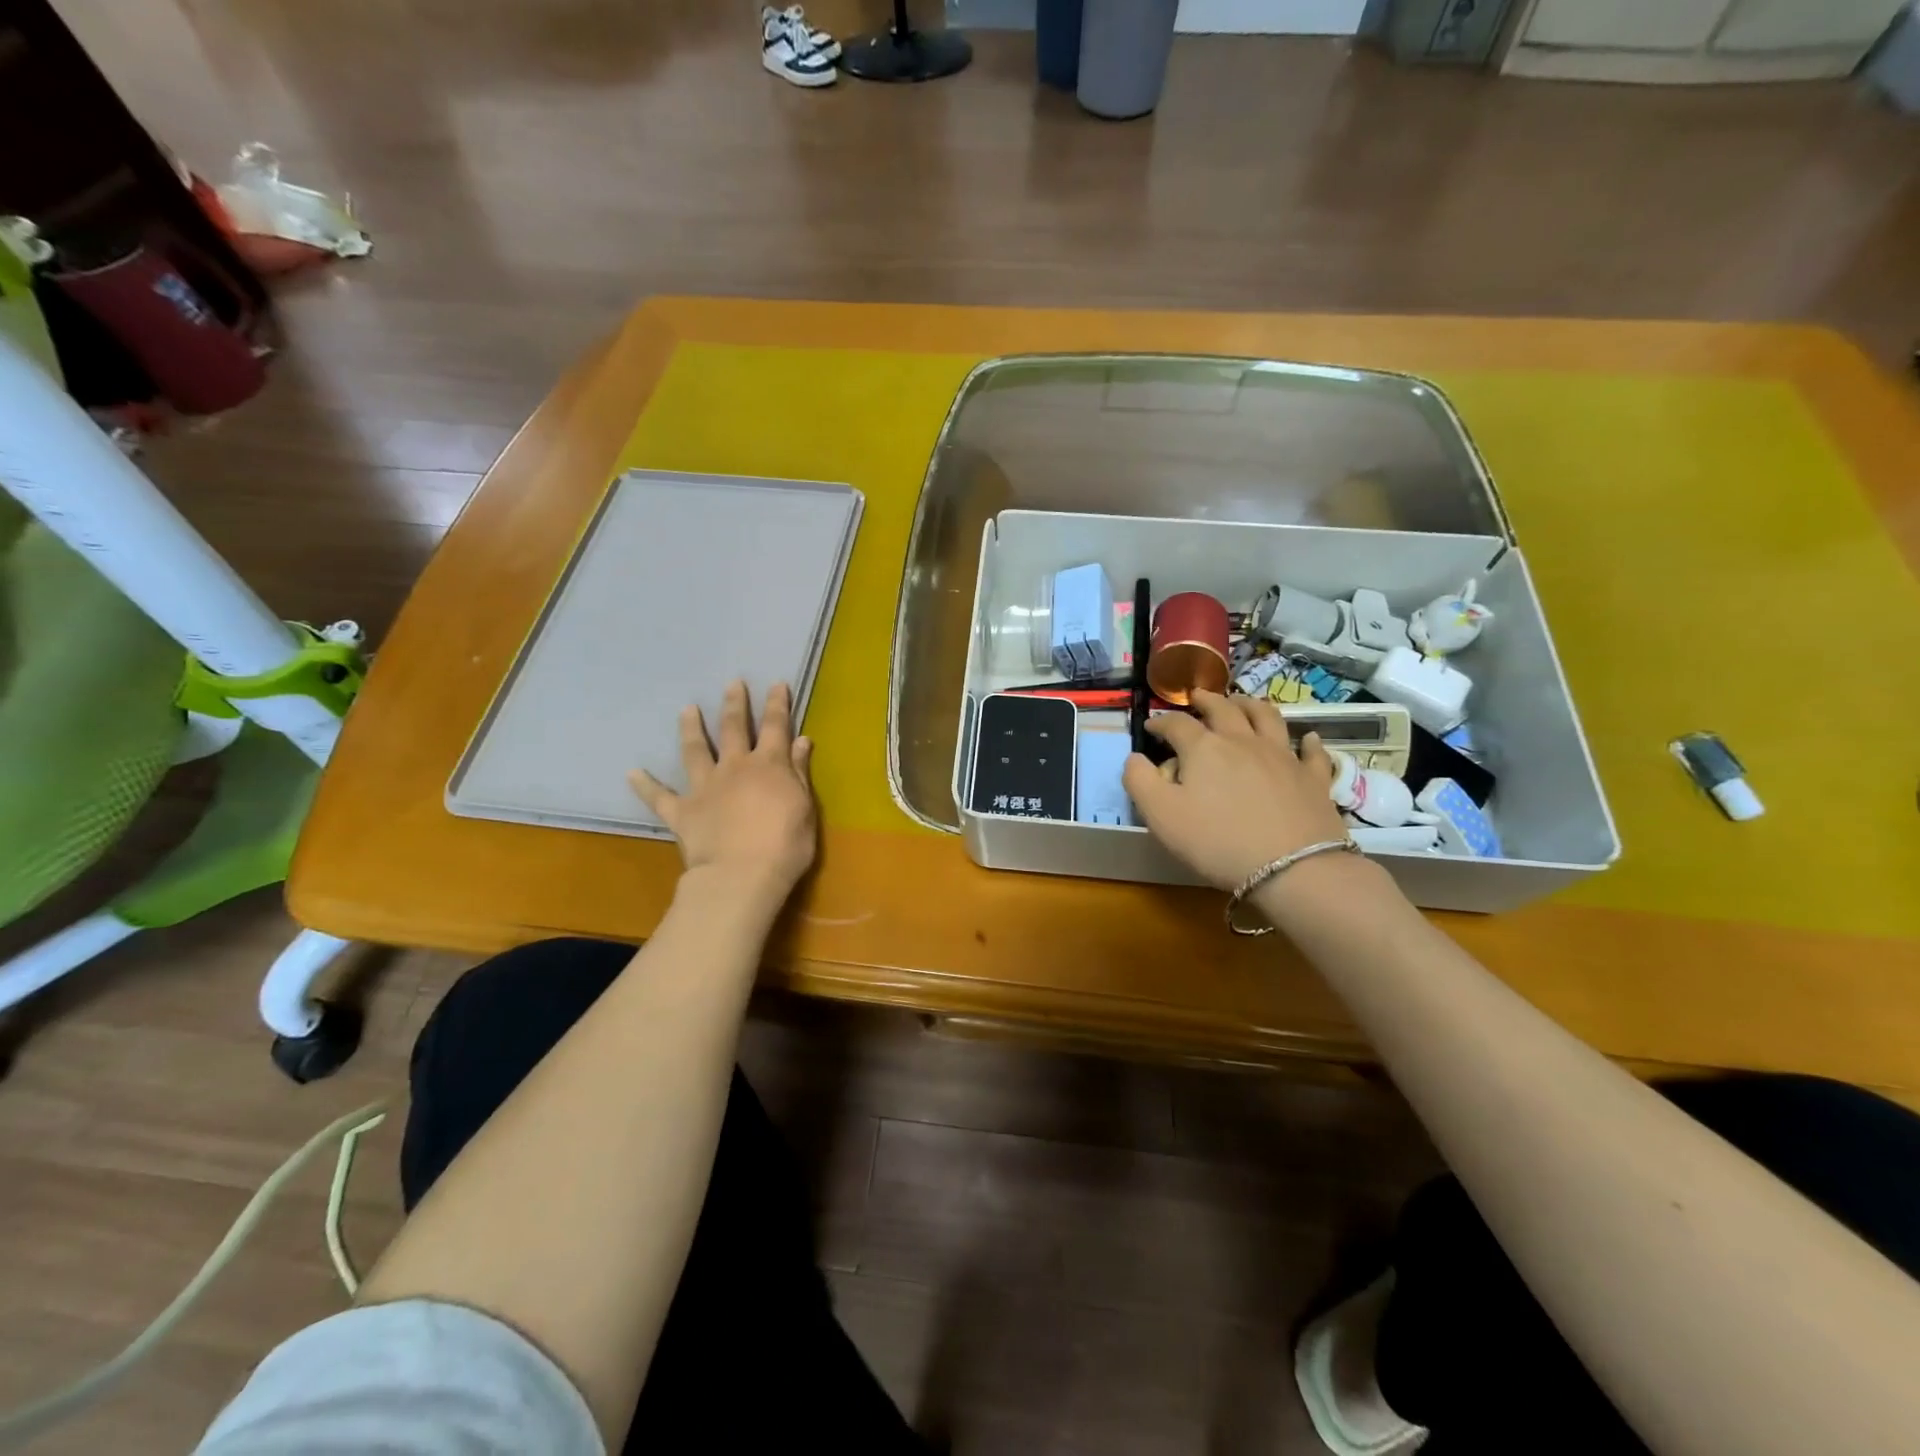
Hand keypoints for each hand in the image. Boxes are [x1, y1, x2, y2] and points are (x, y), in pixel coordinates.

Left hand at [629, 680, 817, 909]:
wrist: (741, 876)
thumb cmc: (785, 845)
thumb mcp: (804, 807)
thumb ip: (799, 772)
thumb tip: (801, 740)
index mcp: (769, 765)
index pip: (775, 726)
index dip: (776, 704)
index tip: (775, 684)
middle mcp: (734, 767)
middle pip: (733, 728)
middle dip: (734, 704)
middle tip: (732, 683)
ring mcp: (705, 787)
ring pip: (695, 751)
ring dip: (691, 729)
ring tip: (686, 710)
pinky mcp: (682, 812)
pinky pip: (659, 797)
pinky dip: (645, 785)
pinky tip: (632, 773)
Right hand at [1122, 690, 1349, 890]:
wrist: (1292, 867)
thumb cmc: (1217, 841)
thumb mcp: (1160, 816)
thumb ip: (1139, 781)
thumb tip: (1134, 758)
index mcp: (1203, 748)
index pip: (1176, 724)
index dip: (1161, 722)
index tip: (1151, 726)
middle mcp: (1243, 741)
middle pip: (1223, 709)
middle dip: (1206, 700)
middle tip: (1197, 696)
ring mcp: (1282, 755)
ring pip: (1267, 717)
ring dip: (1251, 705)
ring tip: (1242, 702)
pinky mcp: (1312, 777)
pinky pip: (1311, 752)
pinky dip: (1307, 741)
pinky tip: (1308, 738)